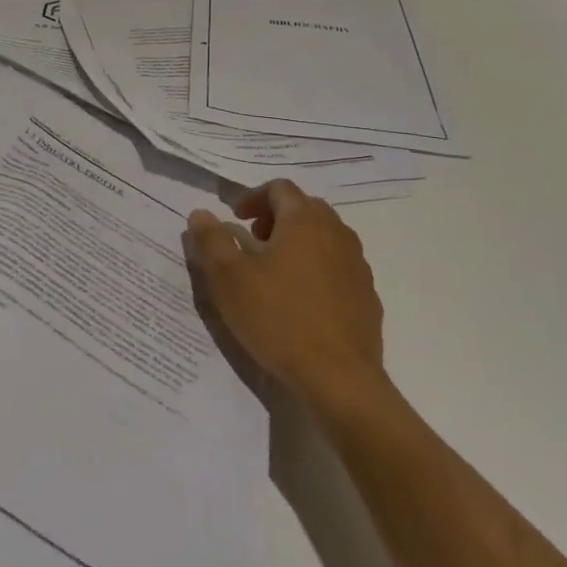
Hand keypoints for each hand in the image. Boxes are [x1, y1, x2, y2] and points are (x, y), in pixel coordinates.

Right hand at [182, 180, 386, 413]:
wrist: (339, 378)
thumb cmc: (278, 319)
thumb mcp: (229, 279)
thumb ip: (212, 240)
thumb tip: (200, 214)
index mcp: (304, 221)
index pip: (279, 188)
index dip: (253, 197)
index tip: (234, 219)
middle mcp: (336, 233)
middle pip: (305, 208)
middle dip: (276, 217)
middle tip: (253, 241)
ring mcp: (357, 264)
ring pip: (324, 237)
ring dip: (298, 242)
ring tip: (275, 272)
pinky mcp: (366, 295)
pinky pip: (338, 267)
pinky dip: (317, 268)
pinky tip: (301, 301)